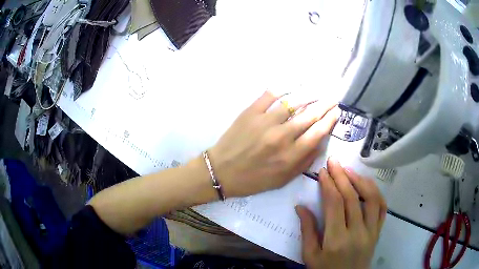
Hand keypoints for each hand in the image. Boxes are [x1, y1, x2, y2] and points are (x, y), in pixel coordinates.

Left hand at [208, 91, 338, 196]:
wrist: (221, 172)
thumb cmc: (253, 179)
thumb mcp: (283, 180)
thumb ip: (304, 163)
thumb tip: (320, 143)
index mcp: (290, 156)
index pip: (318, 132)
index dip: (330, 120)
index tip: (337, 112)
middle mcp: (281, 137)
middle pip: (310, 115)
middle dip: (325, 105)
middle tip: (333, 98)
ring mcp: (265, 122)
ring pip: (293, 102)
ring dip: (309, 94)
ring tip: (318, 91)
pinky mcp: (250, 112)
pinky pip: (270, 95)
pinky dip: (283, 88)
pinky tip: (292, 86)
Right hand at [296, 158, 386, 268]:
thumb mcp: (310, 256)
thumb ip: (307, 231)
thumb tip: (300, 207)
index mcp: (336, 240)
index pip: (335, 204)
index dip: (329, 185)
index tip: (323, 172)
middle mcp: (357, 232)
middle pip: (352, 197)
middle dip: (342, 176)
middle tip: (334, 162)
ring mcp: (371, 231)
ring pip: (371, 199)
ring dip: (361, 180)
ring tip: (349, 171)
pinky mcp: (378, 232)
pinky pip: (382, 208)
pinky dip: (376, 193)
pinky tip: (367, 185)